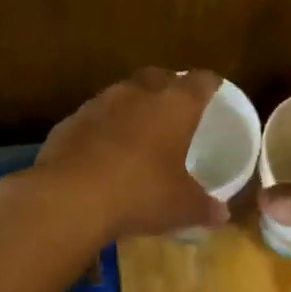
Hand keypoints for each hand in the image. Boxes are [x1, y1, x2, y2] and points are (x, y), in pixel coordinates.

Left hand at [28, 68, 230, 240]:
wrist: (70, 197)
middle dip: (167, 86)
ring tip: (137, 129)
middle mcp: (137, 94)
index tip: (214, 88)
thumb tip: (222, 214)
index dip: (209, 84)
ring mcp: (98, 104)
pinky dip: (101, 128)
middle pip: (157, 76)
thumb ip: (204, 207)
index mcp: (174, 105)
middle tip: (174, 105)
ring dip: (131, 106)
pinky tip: (102, 151)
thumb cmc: (140, 193)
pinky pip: (92, 118)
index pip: (199, 81)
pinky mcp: (68, 122)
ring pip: (121, 93)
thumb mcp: (181, 207)